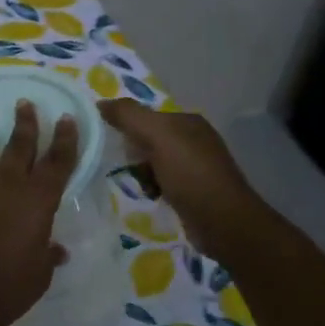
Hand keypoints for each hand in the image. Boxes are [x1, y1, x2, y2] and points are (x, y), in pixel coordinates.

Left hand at [0, 101, 76, 325]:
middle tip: (24, 103)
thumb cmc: (5, 287)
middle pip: (20, 144)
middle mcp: (7, 182)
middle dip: (26, 122)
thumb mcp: (38, 274)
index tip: (66, 118)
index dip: (65, 138)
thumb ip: (47, 254)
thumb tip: (57, 249)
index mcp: (39, 199)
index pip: (59, 160)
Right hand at [98, 99, 268, 257]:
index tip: (114, 144)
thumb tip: (100, 103)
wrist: (223, 222)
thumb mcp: (158, 137)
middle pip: (148, 139)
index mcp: (188, 122)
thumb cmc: (190, 174)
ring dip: (141, 173)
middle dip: (134, 154)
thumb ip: (129, 116)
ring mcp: (195, 166)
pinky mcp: (193, 190)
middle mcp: (194, 140)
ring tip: (141, 185)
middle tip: (128, 167)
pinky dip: (152, 188)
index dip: (127, 128)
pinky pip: (161, 181)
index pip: (146, 116)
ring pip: (152, 162)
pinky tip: (152, 196)